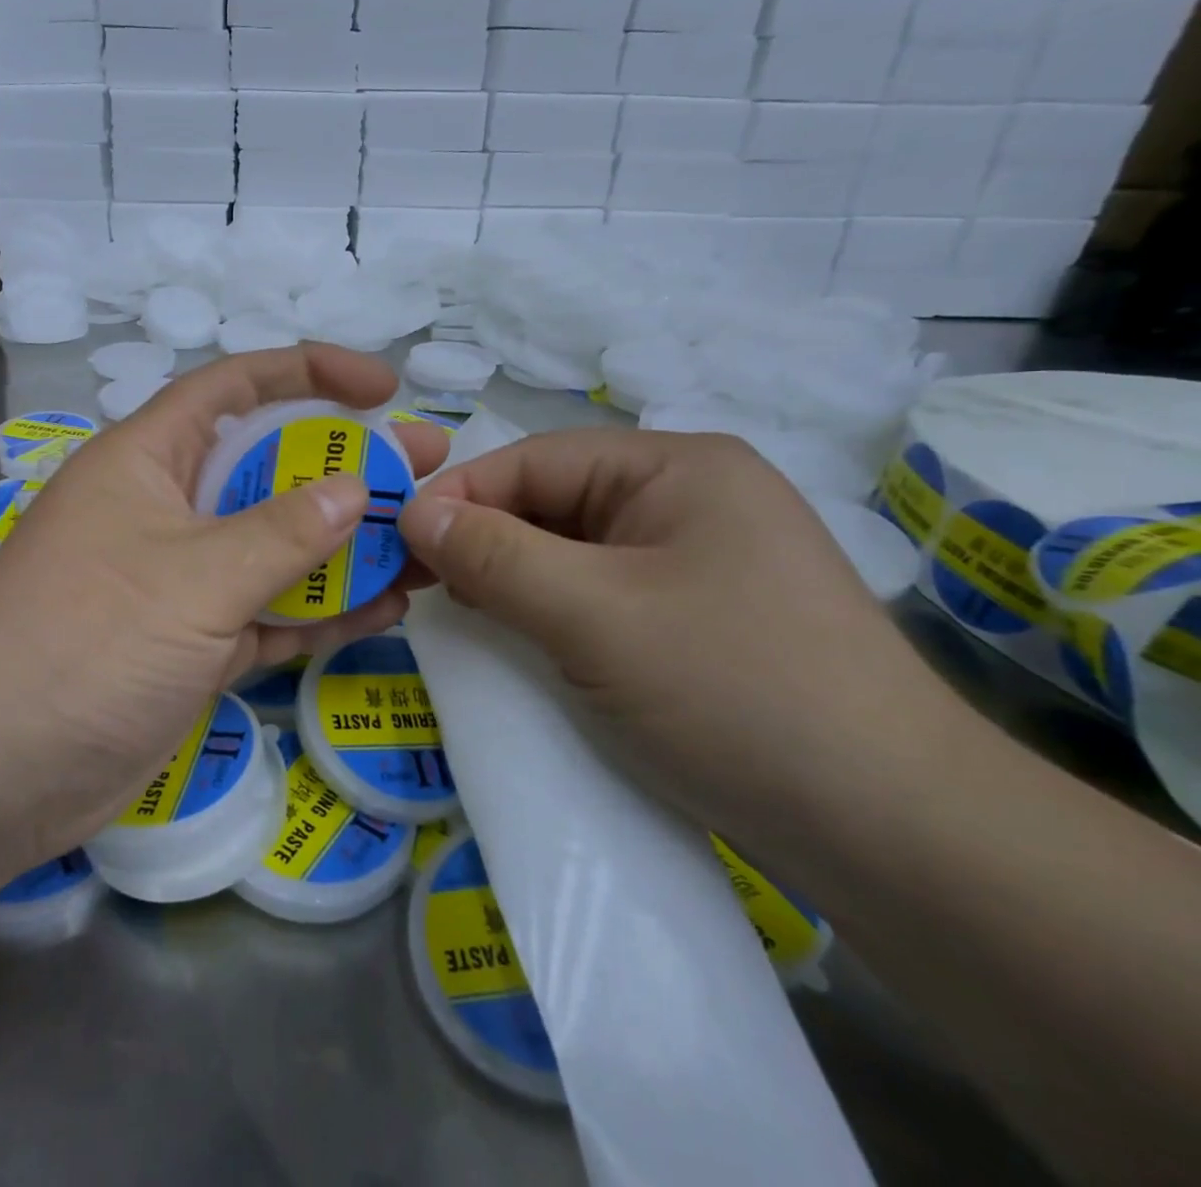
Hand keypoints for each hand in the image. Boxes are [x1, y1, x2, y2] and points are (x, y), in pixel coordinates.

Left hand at [0, 345, 448, 861]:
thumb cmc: (85, 639)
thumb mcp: (194, 575)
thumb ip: (282, 532)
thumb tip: (356, 490)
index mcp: (148, 459)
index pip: (234, 387)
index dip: (309, 373)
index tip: (382, 386)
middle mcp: (166, 509)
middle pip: (268, 468)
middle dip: (346, 465)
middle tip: (425, 467)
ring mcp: (181, 580)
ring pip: (276, 545)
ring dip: (345, 544)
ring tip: (424, 541)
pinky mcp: (193, 644)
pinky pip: (270, 612)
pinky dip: (322, 610)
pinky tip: (388, 605)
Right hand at [397, 429, 959, 850]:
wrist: (899, 836)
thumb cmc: (736, 692)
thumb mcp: (594, 616)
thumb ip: (494, 556)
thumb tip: (412, 513)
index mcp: (677, 467)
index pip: (535, 459)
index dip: (460, 495)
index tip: (396, 541)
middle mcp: (689, 499)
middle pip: (553, 502)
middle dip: (485, 539)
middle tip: (420, 583)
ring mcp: (697, 561)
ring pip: (571, 551)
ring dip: (512, 577)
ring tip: (462, 611)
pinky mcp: (698, 618)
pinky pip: (599, 594)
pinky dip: (550, 609)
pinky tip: (519, 637)